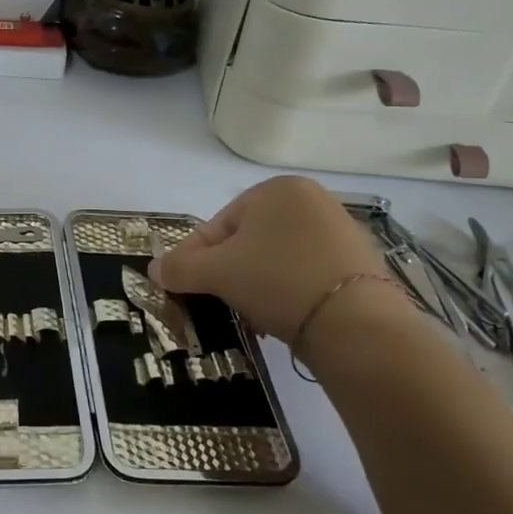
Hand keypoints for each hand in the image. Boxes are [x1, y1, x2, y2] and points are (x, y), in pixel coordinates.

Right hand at [151, 175, 395, 346]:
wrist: (356, 324)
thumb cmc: (276, 281)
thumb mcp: (217, 273)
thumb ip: (179, 267)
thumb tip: (153, 269)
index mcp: (276, 189)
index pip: (217, 225)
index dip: (194, 258)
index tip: (183, 287)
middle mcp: (311, 199)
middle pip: (247, 242)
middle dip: (228, 273)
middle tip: (218, 303)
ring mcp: (339, 230)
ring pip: (275, 259)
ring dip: (255, 285)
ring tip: (251, 315)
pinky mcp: (358, 262)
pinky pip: (305, 273)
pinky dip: (287, 292)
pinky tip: (282, 317)